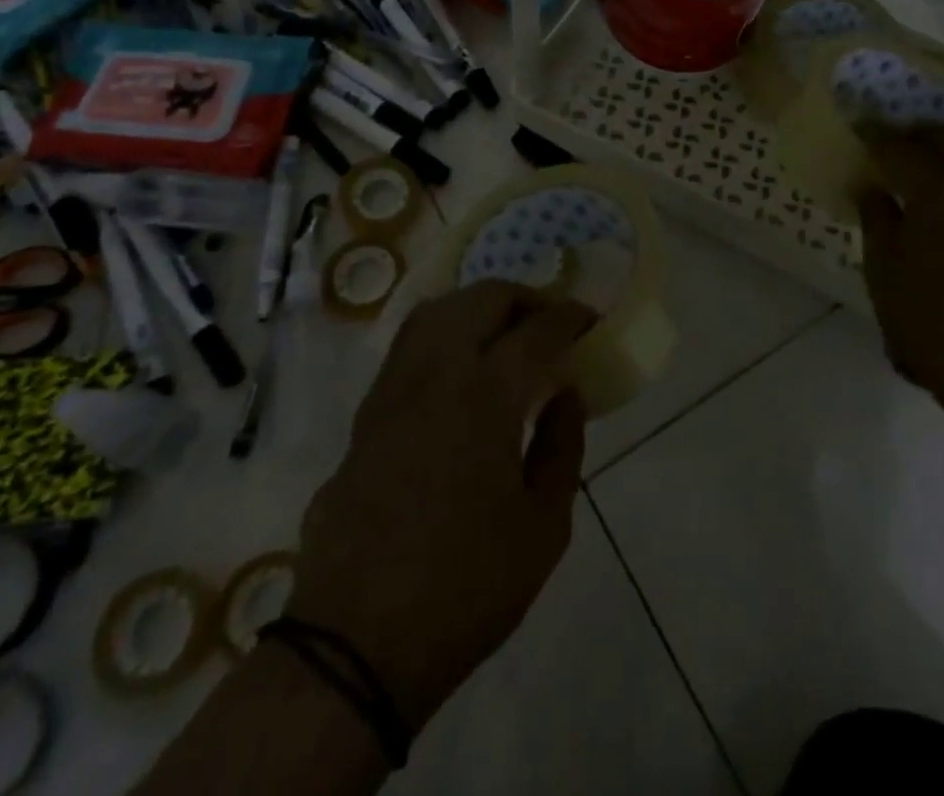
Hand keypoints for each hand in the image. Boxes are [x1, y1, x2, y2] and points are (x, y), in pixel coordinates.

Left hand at [287, 281, 592, 733]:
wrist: (354, 645)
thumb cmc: (465, 589)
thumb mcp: (544, 527)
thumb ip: (562, 447)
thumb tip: (565, 395)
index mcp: (484, 396)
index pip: (537, 330)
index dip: (570, 317)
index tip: (589, 320)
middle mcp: (434, 375)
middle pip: (480, 300)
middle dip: (524, 297)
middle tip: (550, 322)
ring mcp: (390, 393)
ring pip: (434, 313)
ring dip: (476, 308)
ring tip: (504, 334)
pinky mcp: (363, 418)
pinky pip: (407, 349)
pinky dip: (443, 336)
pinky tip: (460, 372)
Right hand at [856, 125, 943, 437]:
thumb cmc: (932, 322)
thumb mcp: (885, 271)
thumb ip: (877, 219)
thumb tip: (874, 188)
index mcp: (939, 188)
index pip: (900, 147)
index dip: (875, 137)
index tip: (858, 130)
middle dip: (917, 135)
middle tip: (891, 142)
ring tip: (928, 160)